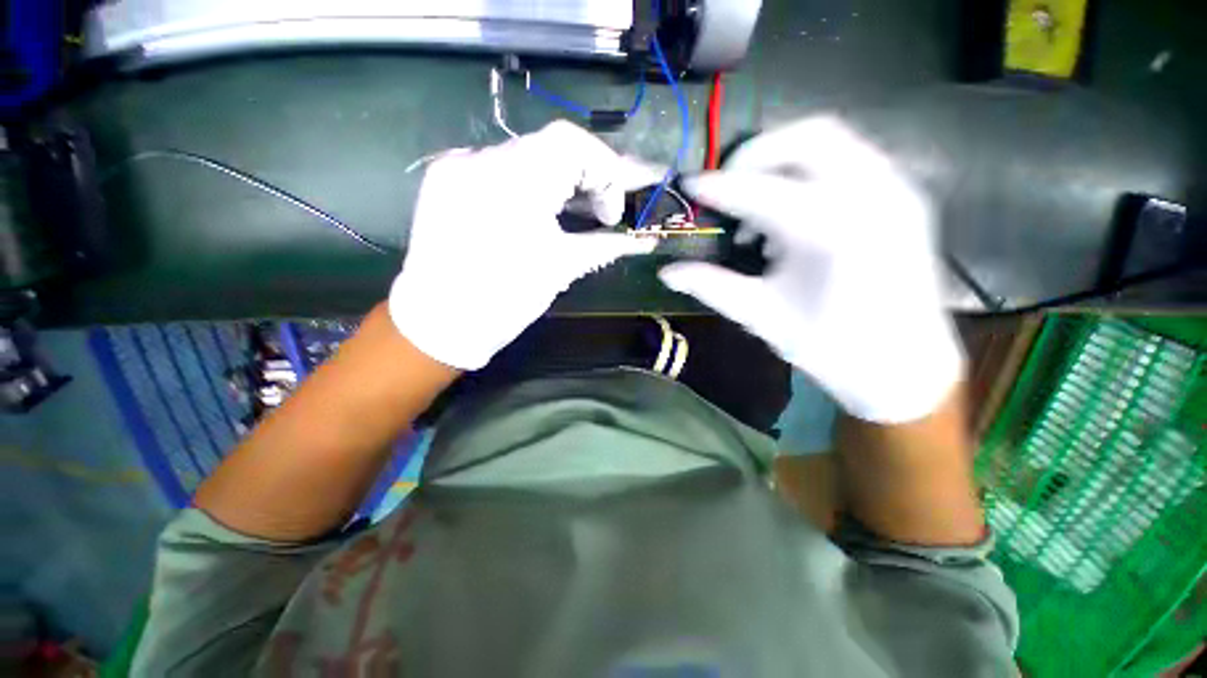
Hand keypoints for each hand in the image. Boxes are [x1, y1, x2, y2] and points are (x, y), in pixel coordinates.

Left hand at [390, 121, 654, 370]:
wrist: (438, 323)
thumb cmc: (505, 300)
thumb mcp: (561, 268)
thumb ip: (606, 245)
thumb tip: (646, 242)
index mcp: (515, 180)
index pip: (573, 143)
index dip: (605, 172)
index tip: (612, 213)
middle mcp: (481, 159)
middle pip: (550, 147)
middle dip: (586, 177)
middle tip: (602, 211)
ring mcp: (458, 166)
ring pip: (525, 158)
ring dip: (558, 182)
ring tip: (576, 211)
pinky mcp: (445, 180)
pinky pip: (499, 169)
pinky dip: (528, 185)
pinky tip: (538, 211)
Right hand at [659, 117, 962, 422]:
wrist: (905, 365)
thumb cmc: (830, 347)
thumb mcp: (762, 316)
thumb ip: (711, 286)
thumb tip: (668, 273)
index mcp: (831, 233)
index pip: (760, 191)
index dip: (718, 186)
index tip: (689, 185)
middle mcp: (871, 196)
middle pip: (806, 137)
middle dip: (755, 155)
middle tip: (726, 188)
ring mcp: (896, 190)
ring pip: (832, 139)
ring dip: (782, 161)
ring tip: (758, 209)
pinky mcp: (904, 196)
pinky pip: (851, 158)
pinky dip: (810, 172)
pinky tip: (793, 215)